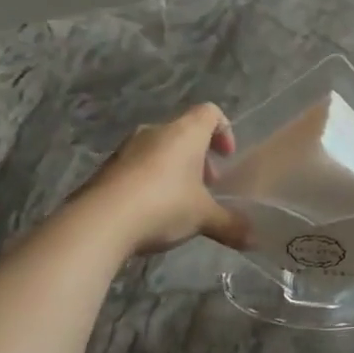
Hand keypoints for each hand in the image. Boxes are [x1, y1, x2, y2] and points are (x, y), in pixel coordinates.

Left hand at [85, 104, 248, 253]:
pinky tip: (150, 212)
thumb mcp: (204, 218)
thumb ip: (231, 224)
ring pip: (159, 150)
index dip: (224, 130)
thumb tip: (255, 240)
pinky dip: (149, 181)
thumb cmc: (163, 205)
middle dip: (198, 157)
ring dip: (173, 169)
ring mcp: (126, 149)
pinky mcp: (106, 169)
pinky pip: (136, 167)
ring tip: (179, 202)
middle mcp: (155, 132)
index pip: (210, 112)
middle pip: (184, 132)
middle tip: (206, 186)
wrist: (99, 222)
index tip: (226, 157)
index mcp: (185, 133)